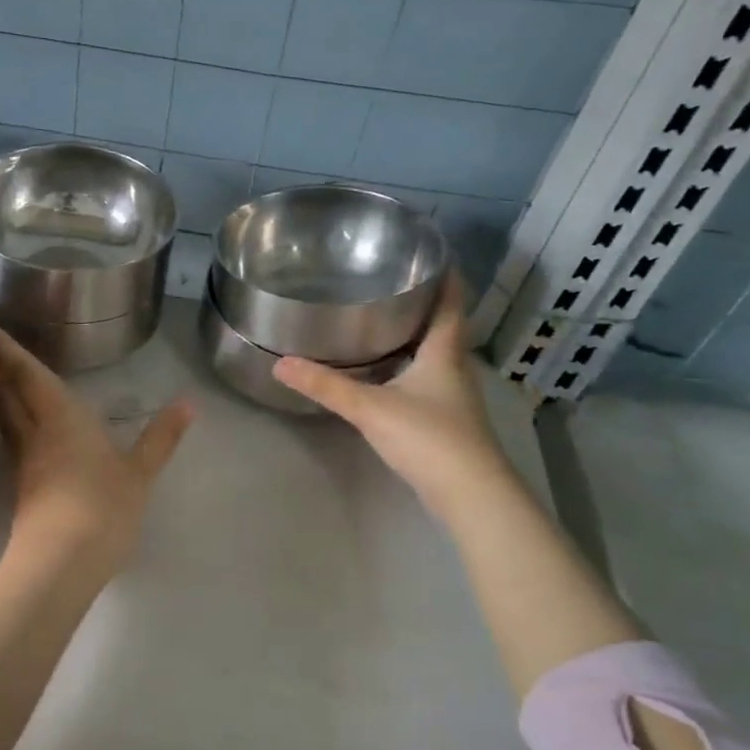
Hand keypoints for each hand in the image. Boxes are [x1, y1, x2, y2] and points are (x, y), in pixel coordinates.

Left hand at [0, 327, 192, 589]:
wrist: (60, 563)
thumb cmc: (103, 507)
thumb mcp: (140, 472)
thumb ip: (161, 437)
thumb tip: (188, 402)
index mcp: (62, 417)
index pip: (29, 375)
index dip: (9, 351)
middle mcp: (36, 433)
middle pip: (9, 394)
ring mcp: (25, 462)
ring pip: (5, 419)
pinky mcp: (22, 488)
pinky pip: (11, 442)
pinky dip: (7, 425)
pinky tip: (15, 430)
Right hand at [273, 273, 510, 517]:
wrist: (469, 494)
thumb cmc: (428, 438)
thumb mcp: (371, 408)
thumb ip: (326, 386)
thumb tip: (280, 363)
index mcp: (444, 354)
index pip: (451, 306)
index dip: (447, 279)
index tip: (434, 255)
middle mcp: (453, 370)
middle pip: (443, 329)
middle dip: (424, 305)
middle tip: (392, 283)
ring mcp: (453, 399)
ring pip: (435, 356)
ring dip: (416, 338)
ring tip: (383, 321)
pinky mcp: (446, 423)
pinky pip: (427, 381)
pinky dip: (409, 368)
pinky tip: (387, 374)